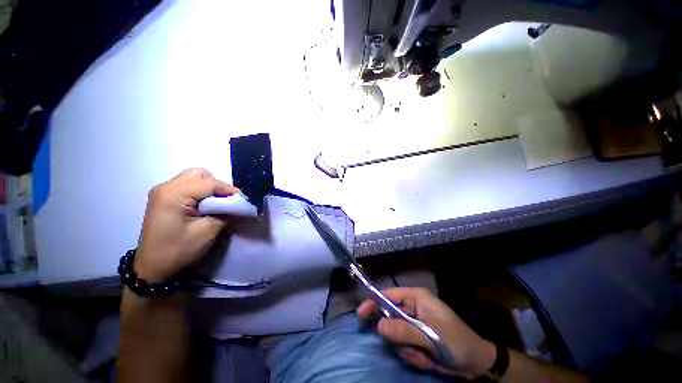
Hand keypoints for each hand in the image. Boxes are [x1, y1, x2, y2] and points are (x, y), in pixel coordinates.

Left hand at [134, 168, 237, 282]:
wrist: (153, 268)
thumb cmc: (178, 250)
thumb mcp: (207, 231)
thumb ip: (227, 214)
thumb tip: (242, 206)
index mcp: (173, 194)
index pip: (208, 182)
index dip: (228, 189)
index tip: (242, 200)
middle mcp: (166, 187)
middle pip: (199, 174)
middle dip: (217, 185)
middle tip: (226, 200)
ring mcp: (163, 192)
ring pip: (194, 178)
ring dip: (209, 187)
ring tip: (217, 203)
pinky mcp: (164, 199)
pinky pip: (188, 186)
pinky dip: (201, 192)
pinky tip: (205, 205)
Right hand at [357, 287, 495, 379]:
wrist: (475, 363)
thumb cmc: (456, 342)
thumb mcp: (431, 337)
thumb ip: (404, 331)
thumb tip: (378, 325)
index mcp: (416, 297)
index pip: (388, 295)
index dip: (373, 301)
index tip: (361, 314)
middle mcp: (413, 307)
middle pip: (390, 316)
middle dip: (398, 336)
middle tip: (412, 348)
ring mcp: (414, 322)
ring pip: (395, 334)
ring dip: (407, 349)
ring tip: (425, 355)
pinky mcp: (416, 336)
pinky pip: (403, 345)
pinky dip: (412, 355)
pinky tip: (427, 359)